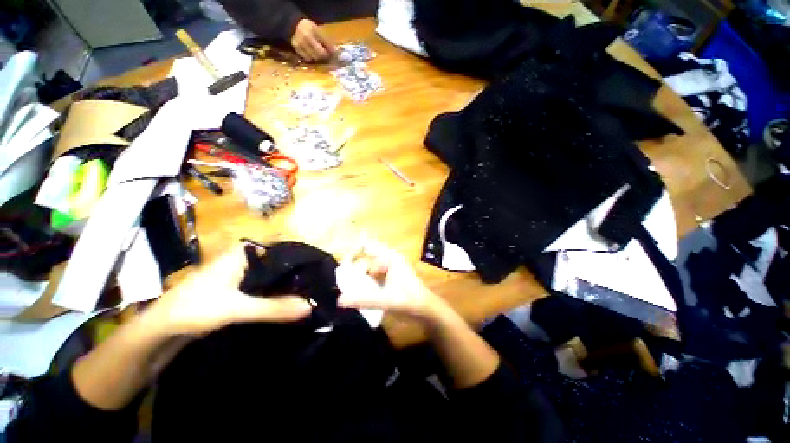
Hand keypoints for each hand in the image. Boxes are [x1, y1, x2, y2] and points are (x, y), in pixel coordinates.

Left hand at [146, 245, 311, 335]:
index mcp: (245, 251)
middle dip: (299, 273)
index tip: (321, 271)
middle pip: (281, 262)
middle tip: (320, 284)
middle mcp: (247, 257)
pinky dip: (278, 292)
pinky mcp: (241, 286)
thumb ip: (273, 308)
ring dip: (289, 284)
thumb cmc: (193, 308)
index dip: (303, 259)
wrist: (160, 328)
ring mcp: (243, 271)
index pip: (284, 248)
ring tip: (311, 291)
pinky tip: (290, 299)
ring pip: (274, 274)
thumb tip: (309, 307)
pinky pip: (266, 285)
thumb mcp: (235, 308)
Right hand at [291, 19, 334, 60]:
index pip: (326, 43)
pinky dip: (311, 58)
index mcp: (314, 30)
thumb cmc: (308, 28)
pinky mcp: (296, 48)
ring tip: (318, 54)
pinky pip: (307, 58)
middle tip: (326, 55)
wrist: (293, 25)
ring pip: (314, 57)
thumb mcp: (317, 29)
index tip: (334, 53)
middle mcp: (307, 36)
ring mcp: (301, 43)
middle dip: (325, 56)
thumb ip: (325, 39)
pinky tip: (311, 54)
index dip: (331, 50)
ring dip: (318, 58)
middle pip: (320, 53)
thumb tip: (334, 51)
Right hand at [335, 241, 449, 322]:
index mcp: (390, 257)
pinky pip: (371, 277)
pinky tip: (359, 295)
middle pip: (364, 260)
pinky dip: (364, 284)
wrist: (427, 310)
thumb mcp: (387, 300)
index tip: (343, 267)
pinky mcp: (388, 278)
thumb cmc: (410, 301)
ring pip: (366, 269)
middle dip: (354, 272)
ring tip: (349, 293)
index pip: (367, 245)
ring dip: (358, 279)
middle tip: (345, 287)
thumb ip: (364, 300)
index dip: (353, 252)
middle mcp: (388, 259)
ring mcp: (388, 269)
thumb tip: (339, 300)